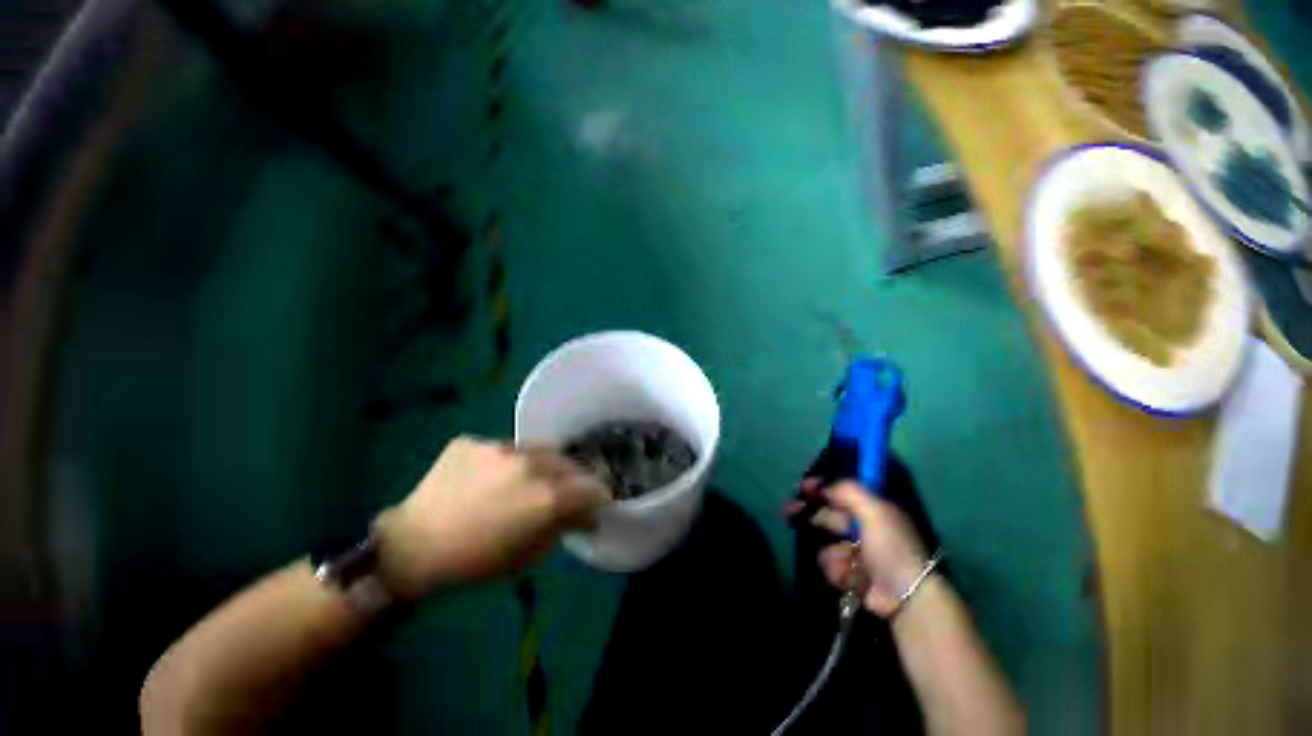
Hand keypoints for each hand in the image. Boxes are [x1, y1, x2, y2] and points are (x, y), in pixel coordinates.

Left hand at [373, 437, 610, 599]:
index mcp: (548, 495)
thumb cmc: (477, 562)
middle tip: (560, 501)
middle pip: (568, 462)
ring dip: (538, 469)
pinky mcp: (470, 441)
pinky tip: (484, 486)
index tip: (589, 511)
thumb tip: (579, 516)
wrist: (418, 542)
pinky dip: (503, 466)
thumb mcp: (529, 555)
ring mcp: (496, 447)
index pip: (593, 487)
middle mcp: (528, 462)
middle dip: (571, 481)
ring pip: (533, 452)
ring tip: (520, 490)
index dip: (597, 500)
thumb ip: (560, 529)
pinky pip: (499, 451)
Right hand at [805, 481, 928, 617]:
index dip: (825, 487)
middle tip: (789, 511)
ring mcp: (858, 555)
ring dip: (833, 556)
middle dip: (812, 514)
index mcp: (876, 509)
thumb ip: (849, 493)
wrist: (902, 592)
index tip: (803, 487)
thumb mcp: (874, 512)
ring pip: (828, 548)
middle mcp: (866, 529)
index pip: (846, 492)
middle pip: (832, 517)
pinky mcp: (851, 576)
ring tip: (847, 564)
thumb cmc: (891, 546)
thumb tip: (825, 482)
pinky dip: (838, 573)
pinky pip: (832, 569)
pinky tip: (849, 579)